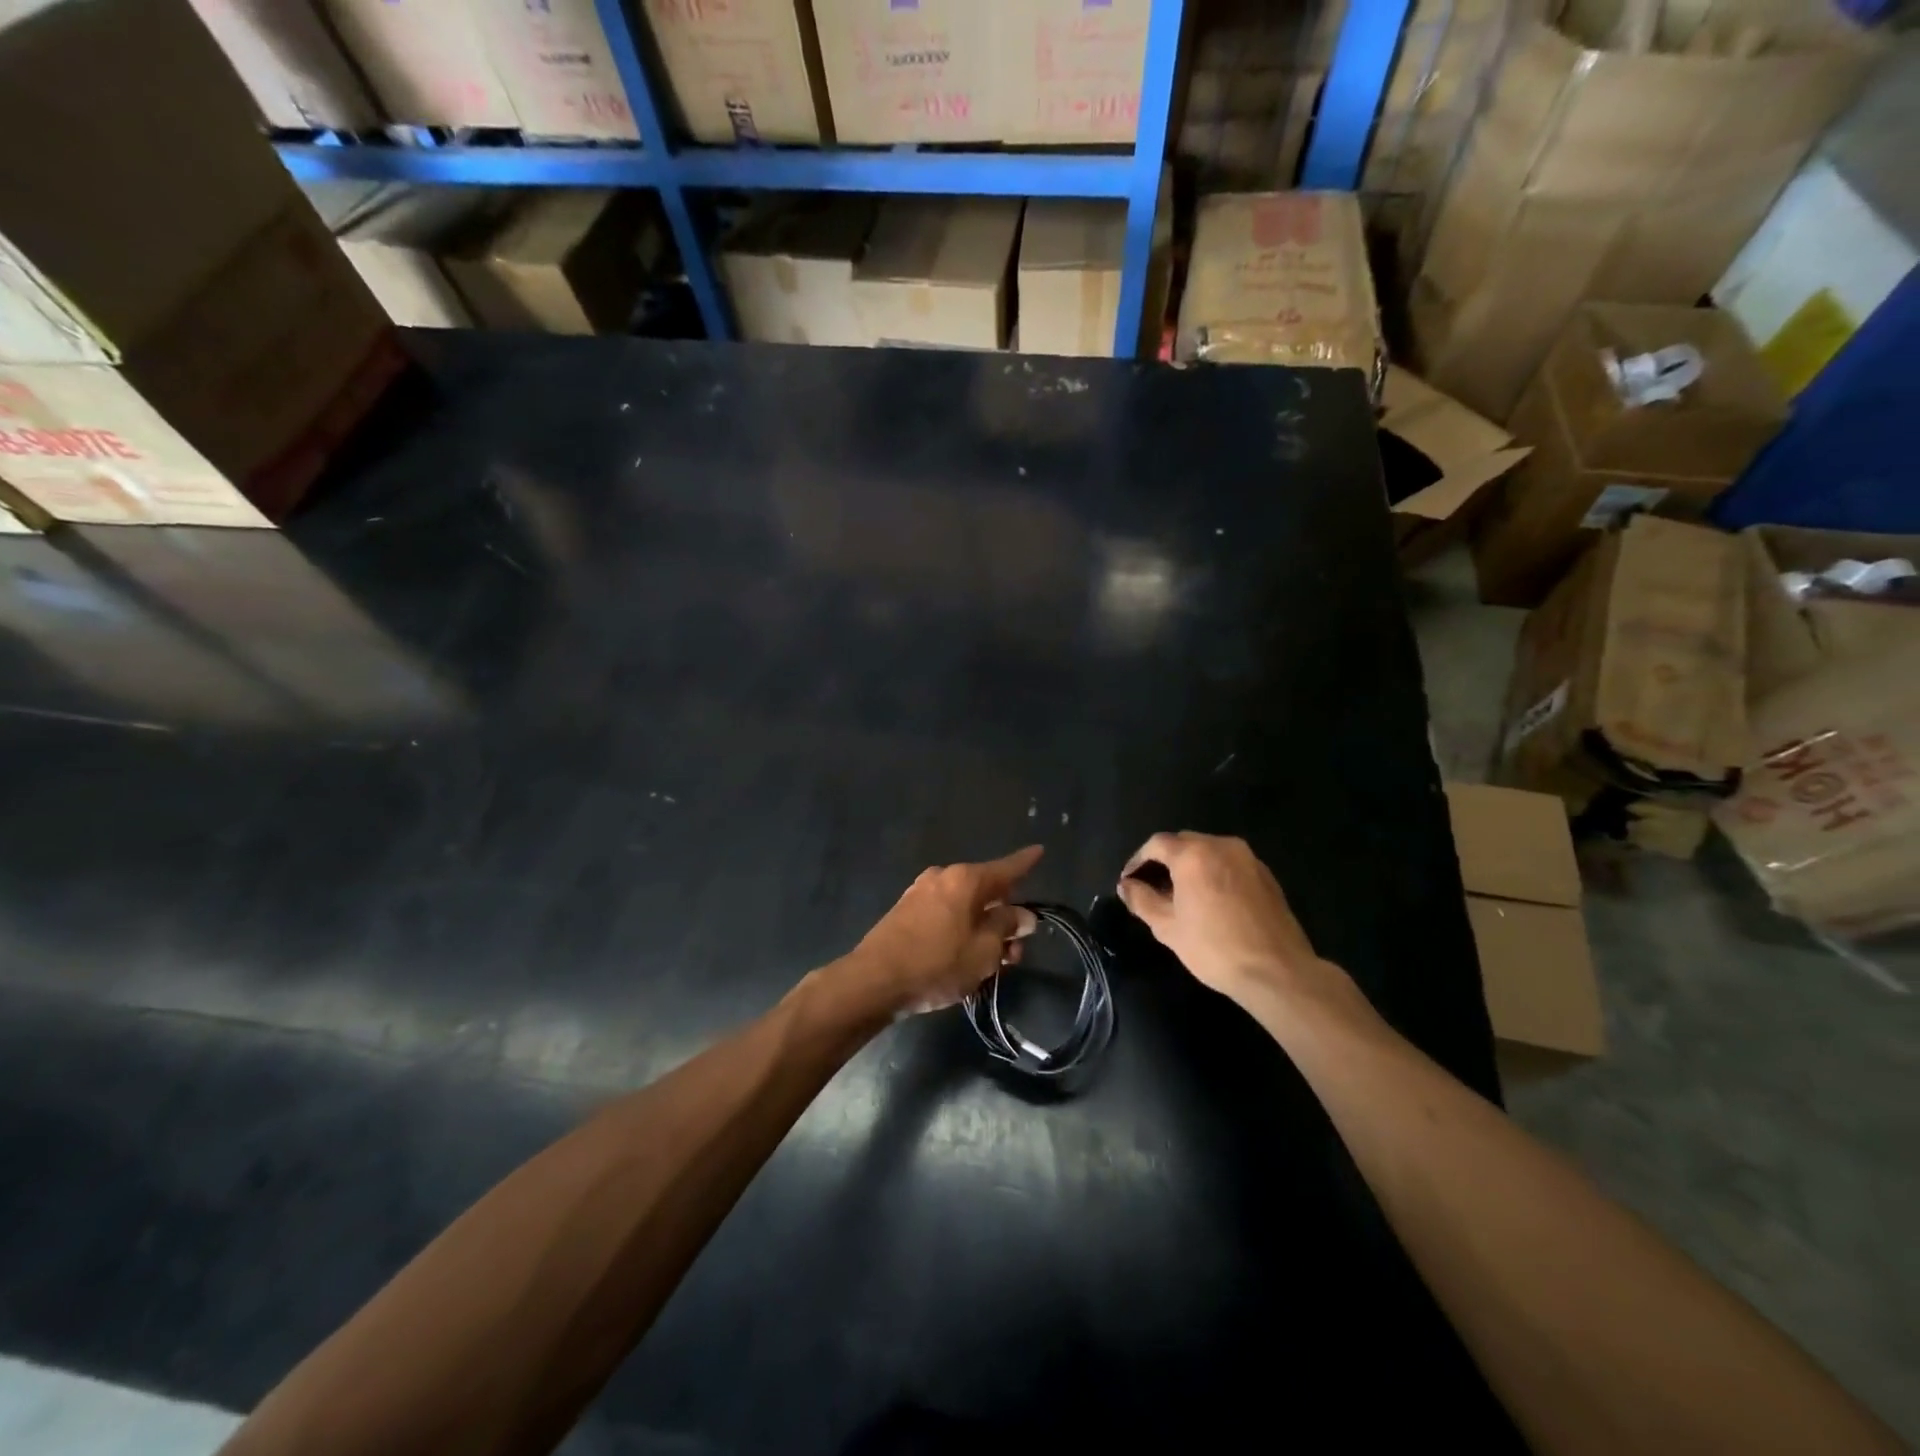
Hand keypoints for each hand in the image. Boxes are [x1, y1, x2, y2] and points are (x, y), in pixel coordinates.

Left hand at [846, 847, 1042, 1015]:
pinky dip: (961, 929)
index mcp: (966, 879)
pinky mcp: (906, 911)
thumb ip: (1006, 928)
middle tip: (1017, 948)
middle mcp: (943, 877)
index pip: (1006, 868)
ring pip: (965, 906)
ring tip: (993, 962)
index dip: (1026, 862)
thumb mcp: (984, 950)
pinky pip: (945, 914)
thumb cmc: (937, 963)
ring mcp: (921, 892)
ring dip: (983, 928)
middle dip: (1005, 915)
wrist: (874, 980)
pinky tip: (965, 957)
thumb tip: (1022, 914)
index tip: (1039, 850)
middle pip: (986, 891)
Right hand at [1116, 832, 1361, 1017]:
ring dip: (1191, 866)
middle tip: (1152, 887)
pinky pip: (1230, 863)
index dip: (1138, 860)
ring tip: (1181, 894)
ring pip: (1209, 851)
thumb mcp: (1168, 927)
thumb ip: (1142, 900)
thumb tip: (1126, 886)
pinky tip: (1211, 900)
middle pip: (1184, 842)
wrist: (1277, 971)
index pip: (1157, 844)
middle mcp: (1221, 846)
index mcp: (1193, 855)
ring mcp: (1248, 858)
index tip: (1129, 881)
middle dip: (1164, 860)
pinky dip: (1214, 873)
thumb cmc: (1214, 948)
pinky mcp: (1266, 874)